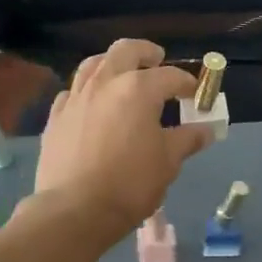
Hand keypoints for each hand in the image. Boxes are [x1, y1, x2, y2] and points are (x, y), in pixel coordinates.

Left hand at [31, 39, 214, 239]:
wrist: (75, 210)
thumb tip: (206, 130)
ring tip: (122, 75)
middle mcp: (105, 83)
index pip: (170, 76)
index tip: (195, 93)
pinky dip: (87, 91)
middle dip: (145, 52)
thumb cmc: (130, 184)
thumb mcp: (168, 162)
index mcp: (138, 89)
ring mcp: (76, 97)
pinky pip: (72, 92)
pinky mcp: (56, 117)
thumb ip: (187, 139)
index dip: (187, 83)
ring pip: (93, 64)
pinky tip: (92, 104)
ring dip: (112, 64)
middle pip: (125, 51)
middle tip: (157, 59)